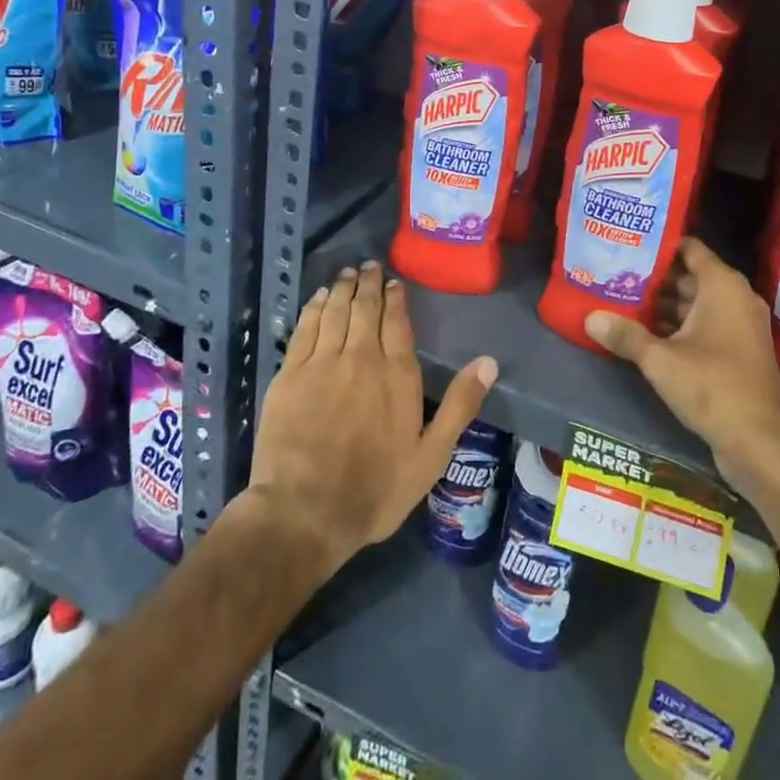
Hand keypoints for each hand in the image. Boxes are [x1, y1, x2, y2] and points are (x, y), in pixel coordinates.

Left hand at [248, 261, 496, 574]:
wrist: (304, 513)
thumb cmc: (375, 489)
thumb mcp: (431, 456)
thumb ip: (460, 405)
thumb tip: (489, 361)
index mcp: (397, 374)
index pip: (397, 322)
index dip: (396, 298)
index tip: (394, 282)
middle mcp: (361, 357)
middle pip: (365, 308)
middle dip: (369, 284)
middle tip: (369, 266)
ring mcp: (322, 363)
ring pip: (335, 312)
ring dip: (343, 289)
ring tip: (347, 273)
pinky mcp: (290, 375)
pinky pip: (305, 328)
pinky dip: (314, 308)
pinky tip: (319, 299)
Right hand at [585, 237, 779, 498]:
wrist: (760, 442)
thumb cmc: (712, 386)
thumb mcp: (661, 360)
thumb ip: (626, 336)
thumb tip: (590, 318)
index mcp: (723, 285)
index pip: (690, 248)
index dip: (660, 245)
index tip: (630, 245)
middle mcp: (737, 297)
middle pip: (691, 275)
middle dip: (657, 279)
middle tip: (619, 276)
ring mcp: (742, 325)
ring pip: (698, 302)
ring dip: (667, 305)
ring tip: (626, 303)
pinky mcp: (742, 350)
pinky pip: (708, 324)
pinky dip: (682, 325)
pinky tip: (649, 335)